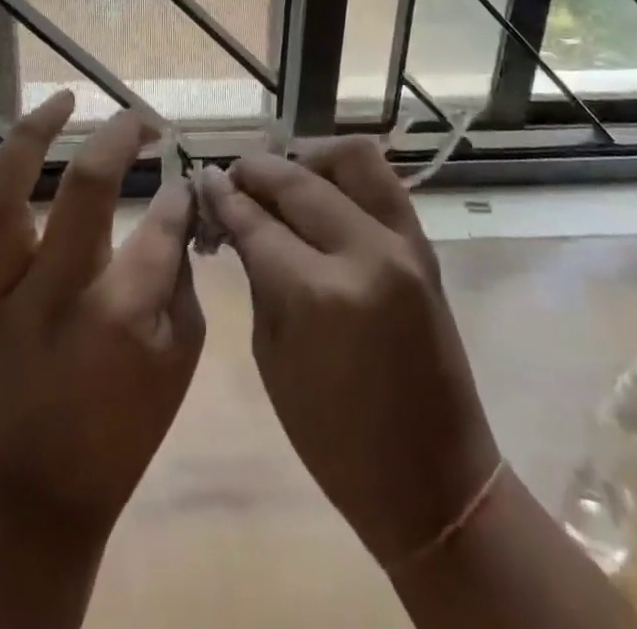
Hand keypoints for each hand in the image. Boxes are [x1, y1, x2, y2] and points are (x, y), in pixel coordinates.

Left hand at [0, 91, 204, 540]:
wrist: (48, 484)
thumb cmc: (129, 418)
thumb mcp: (183, 348)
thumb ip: (181, 265)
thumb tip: (178, 194)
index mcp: (115, 318)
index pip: (158, 224)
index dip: (177, 193)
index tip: (183, 176)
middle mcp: (49, 298)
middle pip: (83, 193)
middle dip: (118, 142)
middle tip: (140, 121)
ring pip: (2, 203)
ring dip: (31, 138)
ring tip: (63, 99)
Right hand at [198, 140, 500, 564]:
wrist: (434, 479)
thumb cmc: (335, 439)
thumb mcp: (273, 356)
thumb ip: (258, 274)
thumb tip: (236, 217)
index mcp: (317, 296)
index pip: (257, 222)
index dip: (224, 196)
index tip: (203, 178)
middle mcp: (363, 253)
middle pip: (298, 181)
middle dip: (257, 172)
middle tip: (233, 177)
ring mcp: (403, 244)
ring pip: (352, 158)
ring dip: (309, 157)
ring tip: (284, 177)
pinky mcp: (424, 246)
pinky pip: (382, 181)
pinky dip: (345, 174)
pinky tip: (320, 190)